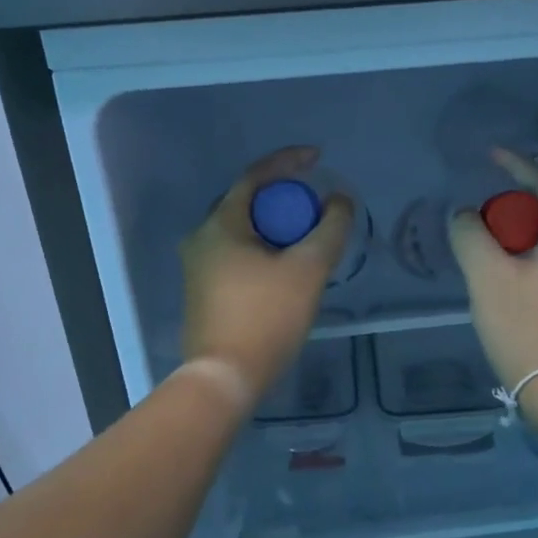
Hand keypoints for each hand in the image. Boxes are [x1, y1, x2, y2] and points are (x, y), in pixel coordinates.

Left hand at [180, 146, 352, 400]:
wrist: (224, 378)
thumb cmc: (266, 318)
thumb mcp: (309, 269)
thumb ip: (330, 228)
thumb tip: (340, 200)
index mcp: (220, 225)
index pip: (255, 177)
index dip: (289, 161)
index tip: (318, 158)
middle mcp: (201, 239)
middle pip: (247, 203)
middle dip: (283, 198)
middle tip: (314, 207)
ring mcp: (197, 268)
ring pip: (242, 232)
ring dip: (274, 227)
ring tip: (306, 239)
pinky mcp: (201, 292)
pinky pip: (236, 255)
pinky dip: (263, 250)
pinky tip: (285, 269)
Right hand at [448, 148, 537, 388]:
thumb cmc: (523, 325)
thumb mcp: (487, 276)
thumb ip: (471, 236)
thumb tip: (465, 216)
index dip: (520, 167)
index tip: (493, 155)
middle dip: (526, 197)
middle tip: (493, 200)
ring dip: (528, 226)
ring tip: (496, 231)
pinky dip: (532, 248)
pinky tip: (509, 265)